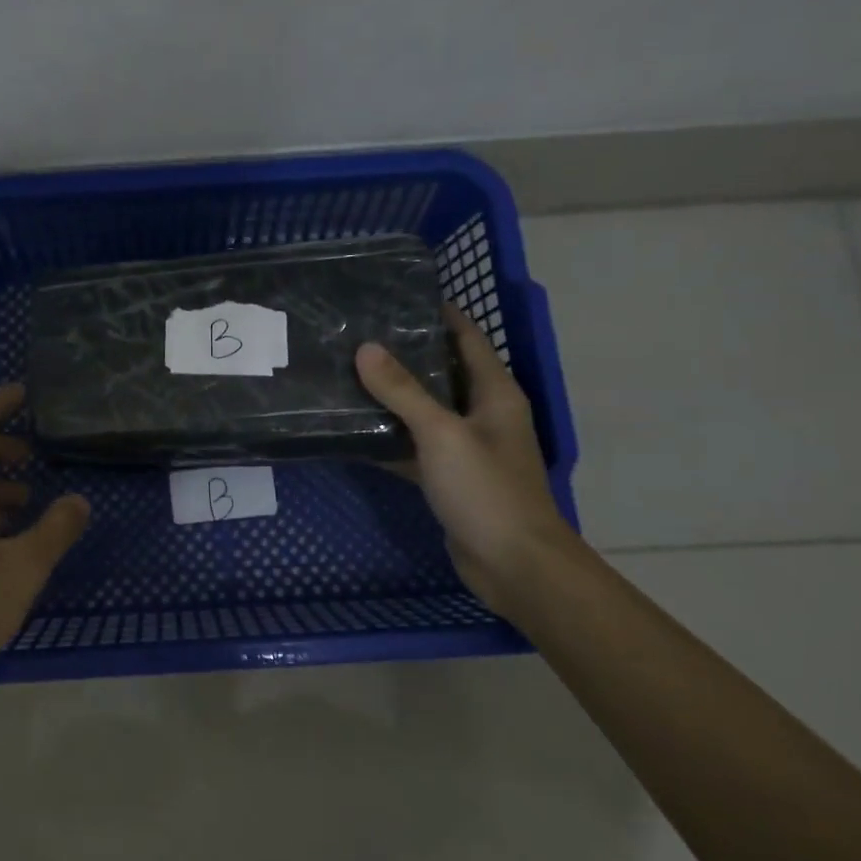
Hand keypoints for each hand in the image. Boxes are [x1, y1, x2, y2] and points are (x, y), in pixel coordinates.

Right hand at [355, 303, 572, 607]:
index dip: (438, 313)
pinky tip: (353, 429)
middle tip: (357, 334)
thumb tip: (365, 348)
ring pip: (424, 411)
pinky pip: (414, 446)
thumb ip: (403, 391)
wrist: (514, 564)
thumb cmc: (486, 489)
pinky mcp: (449, 477)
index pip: (467, 337)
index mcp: (494, 392)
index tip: (397, 296)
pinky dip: (389, 438)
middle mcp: (483, 413)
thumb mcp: (442, 433)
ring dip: (392, 396)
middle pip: (442, 371)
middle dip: (404, 353)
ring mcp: (465, 447)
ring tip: (347, 373)